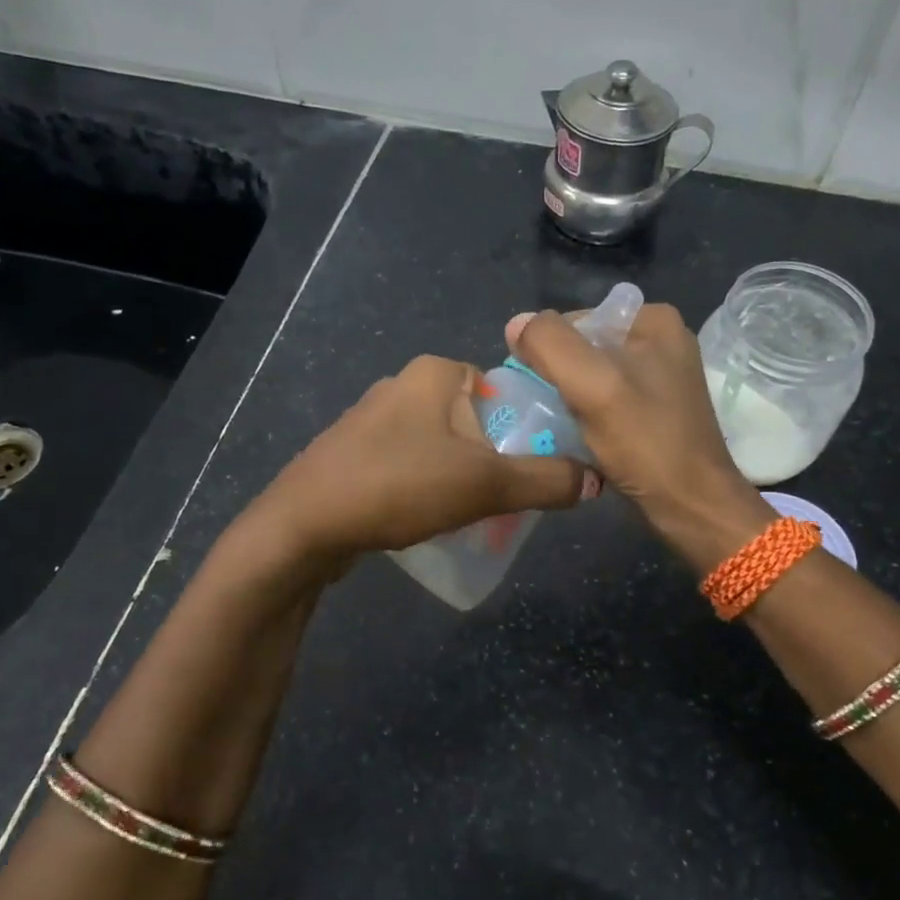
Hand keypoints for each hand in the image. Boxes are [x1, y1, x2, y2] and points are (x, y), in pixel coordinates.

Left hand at [259, 354, 597, 562]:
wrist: (304, 526)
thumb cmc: (400, 486)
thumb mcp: (485, 484)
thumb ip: (545, 480)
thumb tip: (595, 480)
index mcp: (434, 373)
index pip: (501, 387)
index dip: (525, 427)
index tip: (534, 468)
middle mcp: (401, 384)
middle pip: (472, 419)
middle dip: (493, 458)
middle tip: (507, 498)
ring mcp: (371, 419)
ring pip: (439, 444)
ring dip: (460, 475)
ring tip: (471, 515)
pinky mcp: (351, 453)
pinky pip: (407, 463)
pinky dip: (425, 486)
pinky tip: (427, 519)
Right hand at [507, 304, 770, 566]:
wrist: (692, 507)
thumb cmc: (646, 443)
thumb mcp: (593, 386)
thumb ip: (550, 346)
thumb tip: (516, 323)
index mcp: (653, 320)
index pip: (575, 320)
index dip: (548, 352)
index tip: (539, 390)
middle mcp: (661, 341)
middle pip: (583, 349)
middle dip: (559, 377)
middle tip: (547, 412)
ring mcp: (660, 378)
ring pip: (592, 378)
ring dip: (569, 400)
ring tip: (559, 428)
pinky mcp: (655, 411)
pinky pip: (606, 401)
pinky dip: (587, 417)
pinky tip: (578, 439)